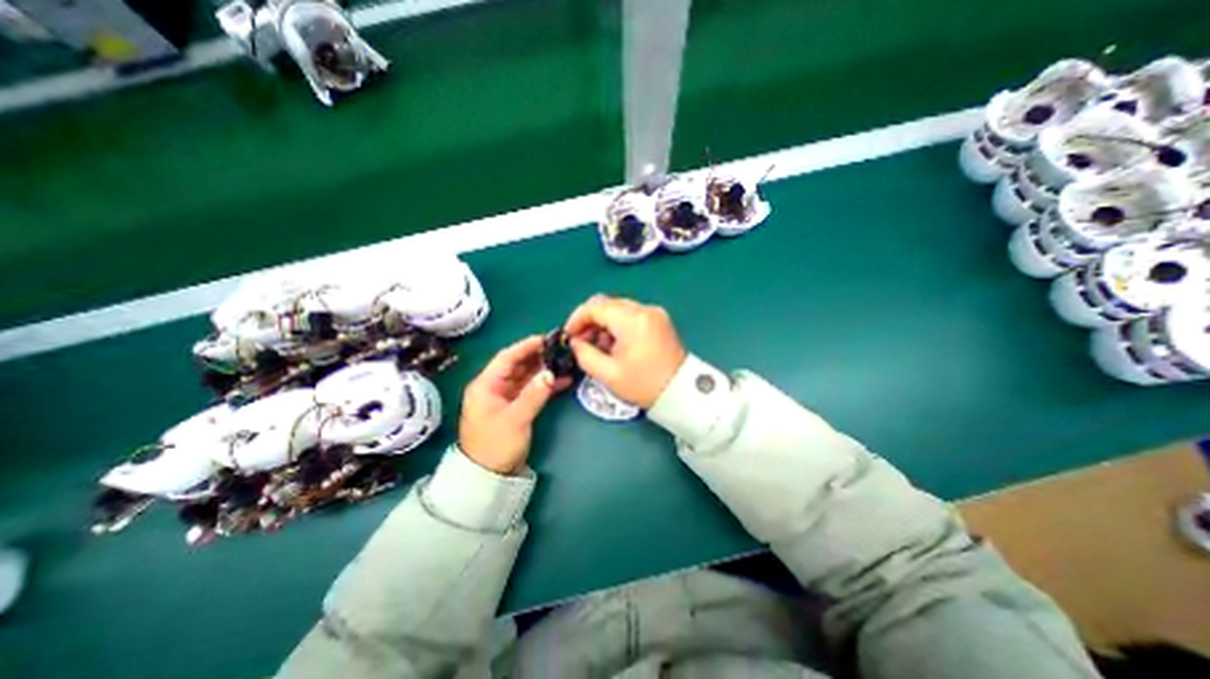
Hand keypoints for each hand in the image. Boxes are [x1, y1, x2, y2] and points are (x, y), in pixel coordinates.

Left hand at [459, 337, 571, 475]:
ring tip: (565, 361)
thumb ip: (533, 394)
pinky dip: (545, 385)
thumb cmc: (495, 445)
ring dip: (544, 369)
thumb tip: (550, 373)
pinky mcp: (516, 407)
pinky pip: (532, 390)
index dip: (526, 346)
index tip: (546, 338)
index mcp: (486, 385)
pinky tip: (563, 381)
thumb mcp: (515, 418)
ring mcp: (506, 397)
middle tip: (560, 348)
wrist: (489, 477)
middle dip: (539, 356)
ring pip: (527, 376)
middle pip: (518, 365)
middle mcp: (495, 387)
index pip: (506, 358)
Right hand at [563, 290, 685, 408]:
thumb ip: (584, 354)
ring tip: (600, 348)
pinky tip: (616, 345)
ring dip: (604, 324)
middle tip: (582, 343)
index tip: (569, 335)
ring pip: (618, 309)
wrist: (680, 392)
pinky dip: (618, 326)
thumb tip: (575, 342)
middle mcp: (644, 309)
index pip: (595, 306)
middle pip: (607, 304)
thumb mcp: (608, 374)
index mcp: (632, 319)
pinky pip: (631, 315)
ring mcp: (654, 313)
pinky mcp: (659, 320)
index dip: (577, 319)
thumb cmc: (643, 385)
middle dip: (590, 321)